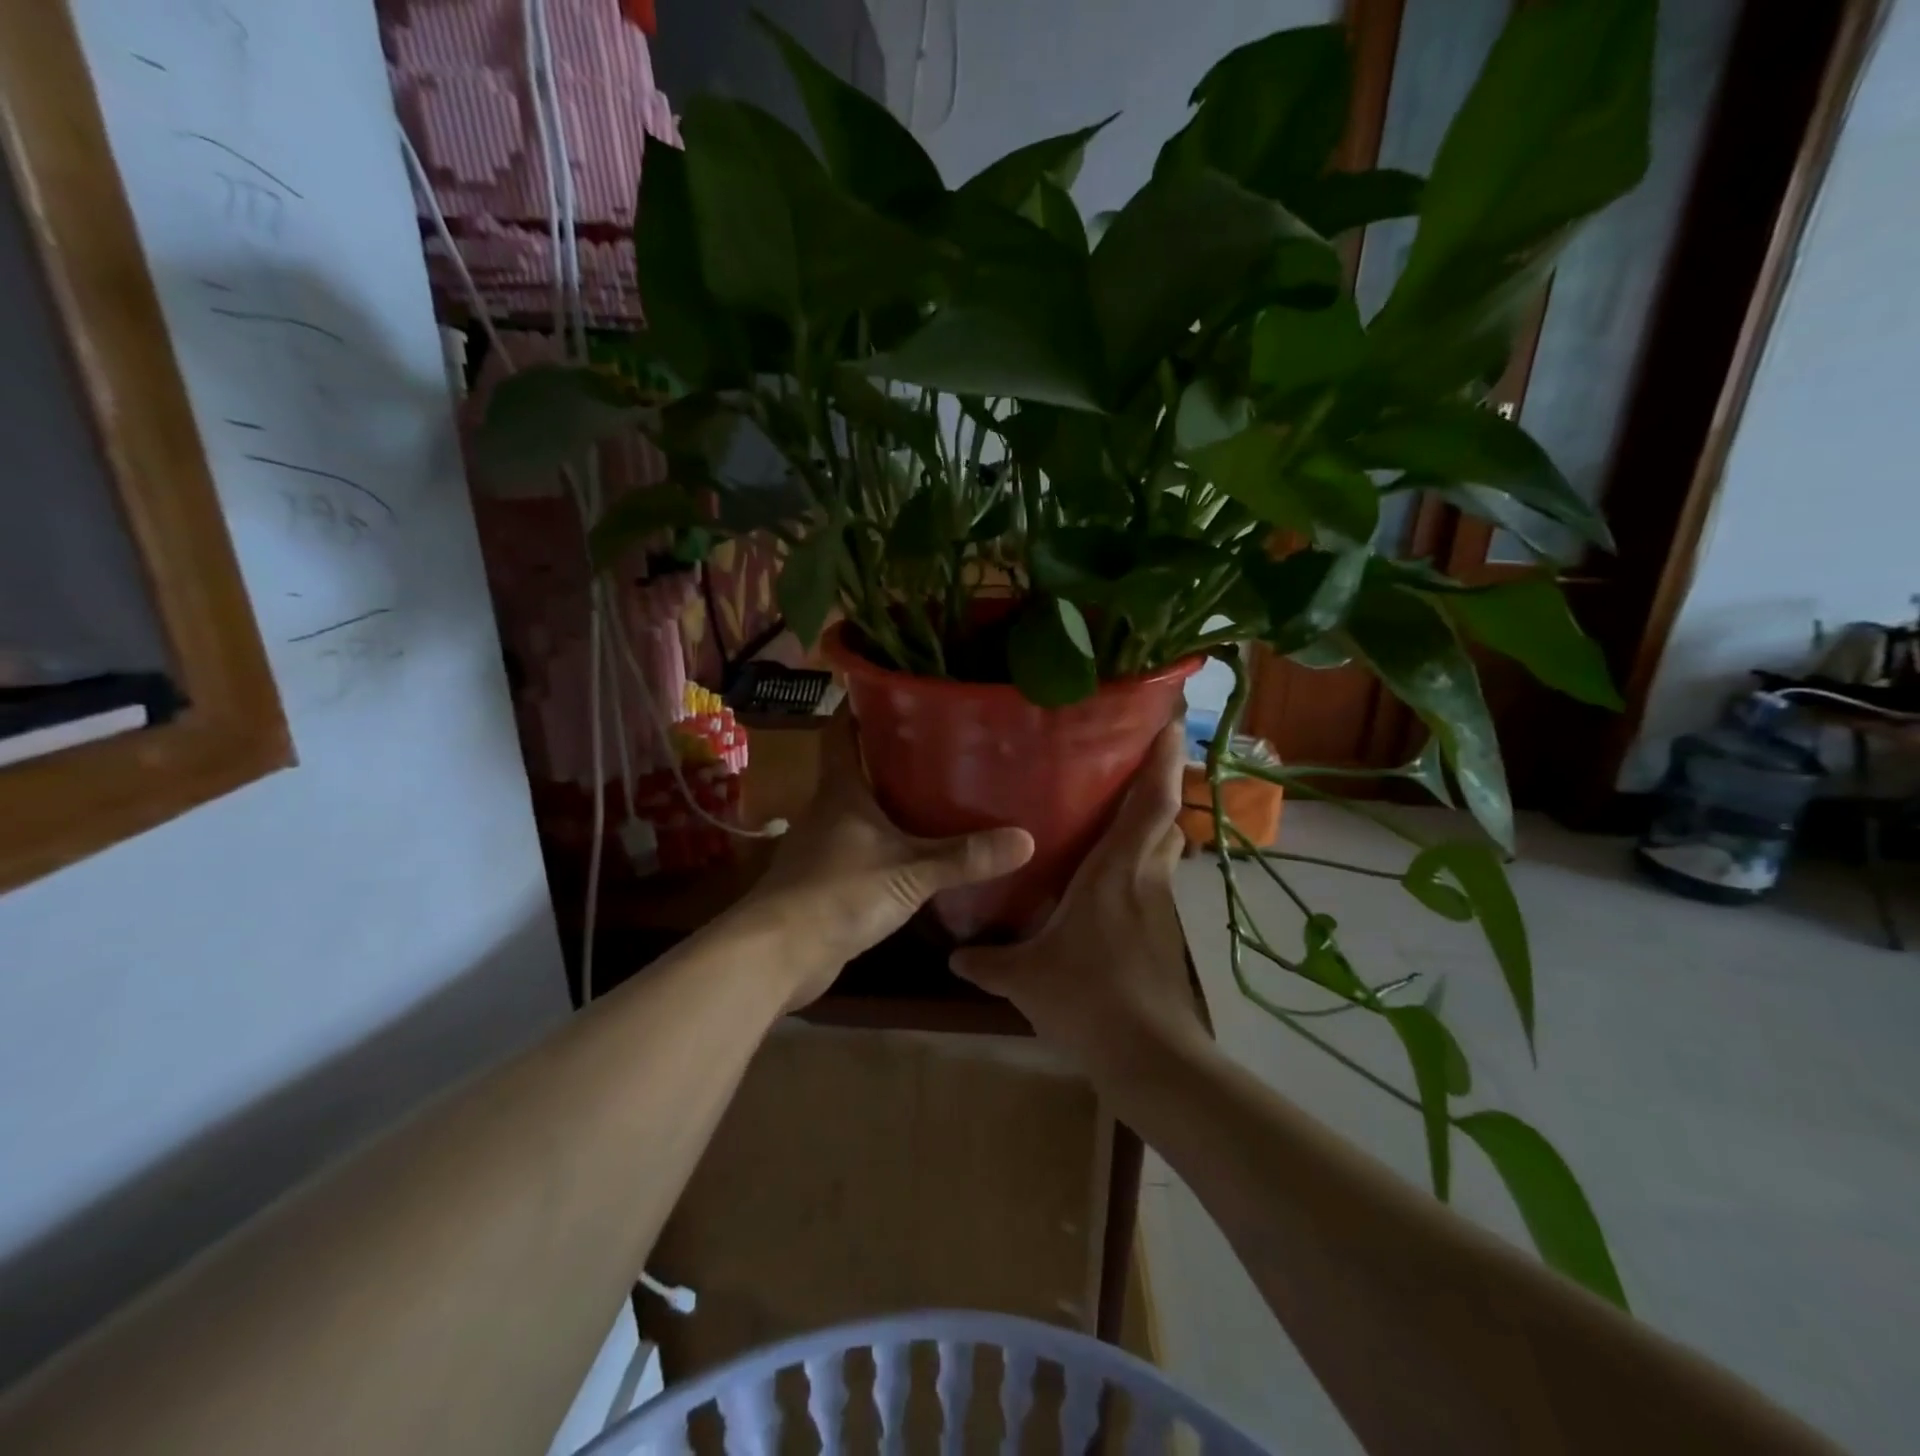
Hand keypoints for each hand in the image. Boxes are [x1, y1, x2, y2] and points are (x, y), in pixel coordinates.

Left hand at [733, 712, 1033, 1010]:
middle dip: (889, 756)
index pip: (841, 732)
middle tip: (938, 744)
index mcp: (840, 791)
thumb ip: (964, 856)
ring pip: (858, 812)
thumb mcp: (910, 872)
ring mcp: (822, 847)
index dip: (859, 707)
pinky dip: (883, 844)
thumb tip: (1026, 839)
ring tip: (934, 794)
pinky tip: (911, 852)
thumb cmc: (840, 892)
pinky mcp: (824, 881)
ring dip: (887, 803)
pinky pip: (859, 849)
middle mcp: (827, 811)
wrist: (779, 954)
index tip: (892, 690)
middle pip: (855, 770)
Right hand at [951, 720, 1210, 1084]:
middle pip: (1166, 818)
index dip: (1164, 761)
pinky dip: (1143, 864)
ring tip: (1122, 811)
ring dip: (1153, 825)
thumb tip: (954, 954)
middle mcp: (1145, 878)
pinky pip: (1156, 881)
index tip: (1170, 722)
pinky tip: (1114, 880)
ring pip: (1165, 849)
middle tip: (1133, 762)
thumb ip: (989, 961)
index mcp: (1116, 871)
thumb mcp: (1027, 978)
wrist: (1150, 1057)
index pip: (1152, 803)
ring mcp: (1161, 907)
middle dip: (1160, 784)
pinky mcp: (1165, 933)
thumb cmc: (1090, 998)